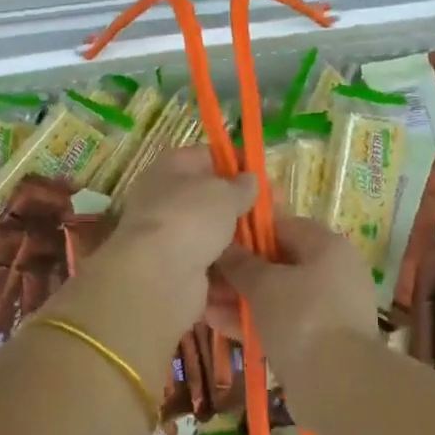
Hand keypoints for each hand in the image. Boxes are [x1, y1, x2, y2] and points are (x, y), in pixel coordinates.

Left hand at [80, 149, 256, 348]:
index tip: (265, 176)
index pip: (207, 156)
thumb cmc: (189, 219)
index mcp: (170, 170)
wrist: (158, 278)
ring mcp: (171, 240)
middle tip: (277, 215)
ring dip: (242, 243)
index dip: (237, 162)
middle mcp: (166, 202)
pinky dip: (232, 273)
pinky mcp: (179, 274)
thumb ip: (240, 186)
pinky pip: (213, 269)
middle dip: (244, 208)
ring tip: (273, 247)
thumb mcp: (222, 193)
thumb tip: (249, 180)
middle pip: (212, 200)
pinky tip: (257, 274)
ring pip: (215, 236)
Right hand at [207, 217, 380, 382]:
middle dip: (238, 270)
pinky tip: (216, 323)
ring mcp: (327, 309)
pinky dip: (252, 321)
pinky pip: (280, 322)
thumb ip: (240, 263)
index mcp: (327, 247)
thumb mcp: (264, 284)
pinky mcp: (318, 341)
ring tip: (202, 302)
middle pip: (277, 263)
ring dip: (239, 298)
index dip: (248, 231)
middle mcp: (332, 273)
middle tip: (203, 275)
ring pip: (275, 296)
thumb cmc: (302, 317)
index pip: (282, 225)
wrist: (339, 386)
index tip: (217, 240)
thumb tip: (223, 248)